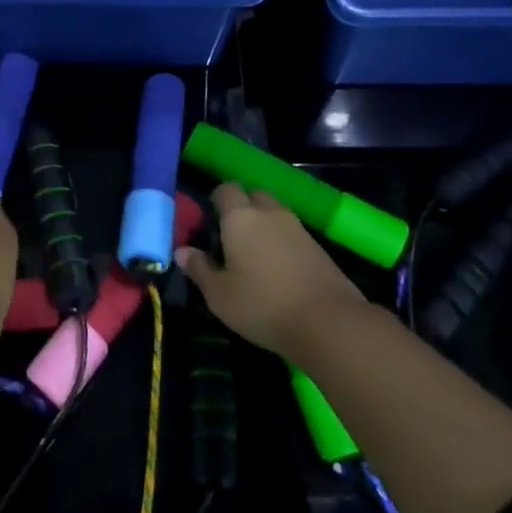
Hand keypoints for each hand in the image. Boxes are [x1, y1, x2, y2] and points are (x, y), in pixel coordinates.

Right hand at [177, 183, 365, 359]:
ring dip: (264, 224)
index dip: (216, 200)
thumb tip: (182, 251)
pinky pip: (292, 233)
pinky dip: (282, 242)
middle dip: (242, 207)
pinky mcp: (318, 247)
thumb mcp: (219, 295)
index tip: (209, 222)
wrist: (329, 323)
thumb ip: (199, 269)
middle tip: (231, 236)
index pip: (225, 189)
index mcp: (240, 217)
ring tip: (254, 254)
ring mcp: (298, 228)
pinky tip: (278, 269)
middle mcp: (269, 213)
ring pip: (275, 213)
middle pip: (253, 195)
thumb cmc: (263, 305)